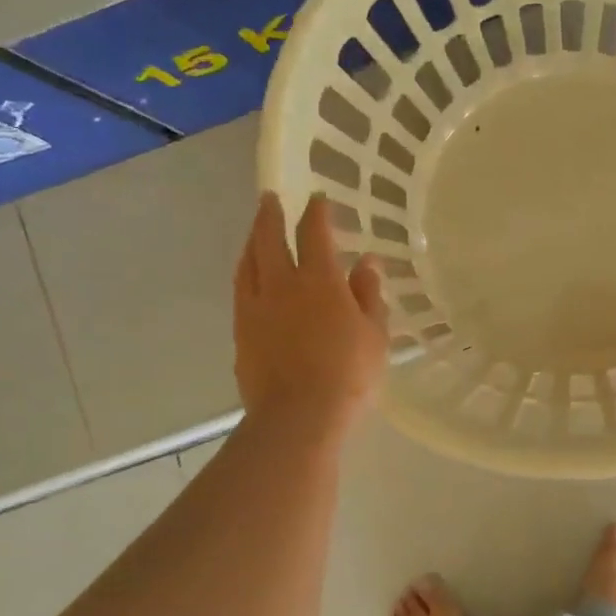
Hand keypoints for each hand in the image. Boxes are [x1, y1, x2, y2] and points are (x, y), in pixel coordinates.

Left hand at [235, 192, 388, 438]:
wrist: (298, 416)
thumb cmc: (348, 374)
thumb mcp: (374, 334)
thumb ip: (369, 294)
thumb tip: (367, 262)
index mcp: (319, 281)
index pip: (315, 234)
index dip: (316, 213)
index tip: (317, 198)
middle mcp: (281, 286)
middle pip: (269, 240)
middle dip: (270, 216)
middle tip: (269, 198)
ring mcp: (255, 309)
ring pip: (248, 264)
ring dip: (252, 242)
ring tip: (254, 232)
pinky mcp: (241, 333)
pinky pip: (240, 292)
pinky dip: (245, 274)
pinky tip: (249, 278)